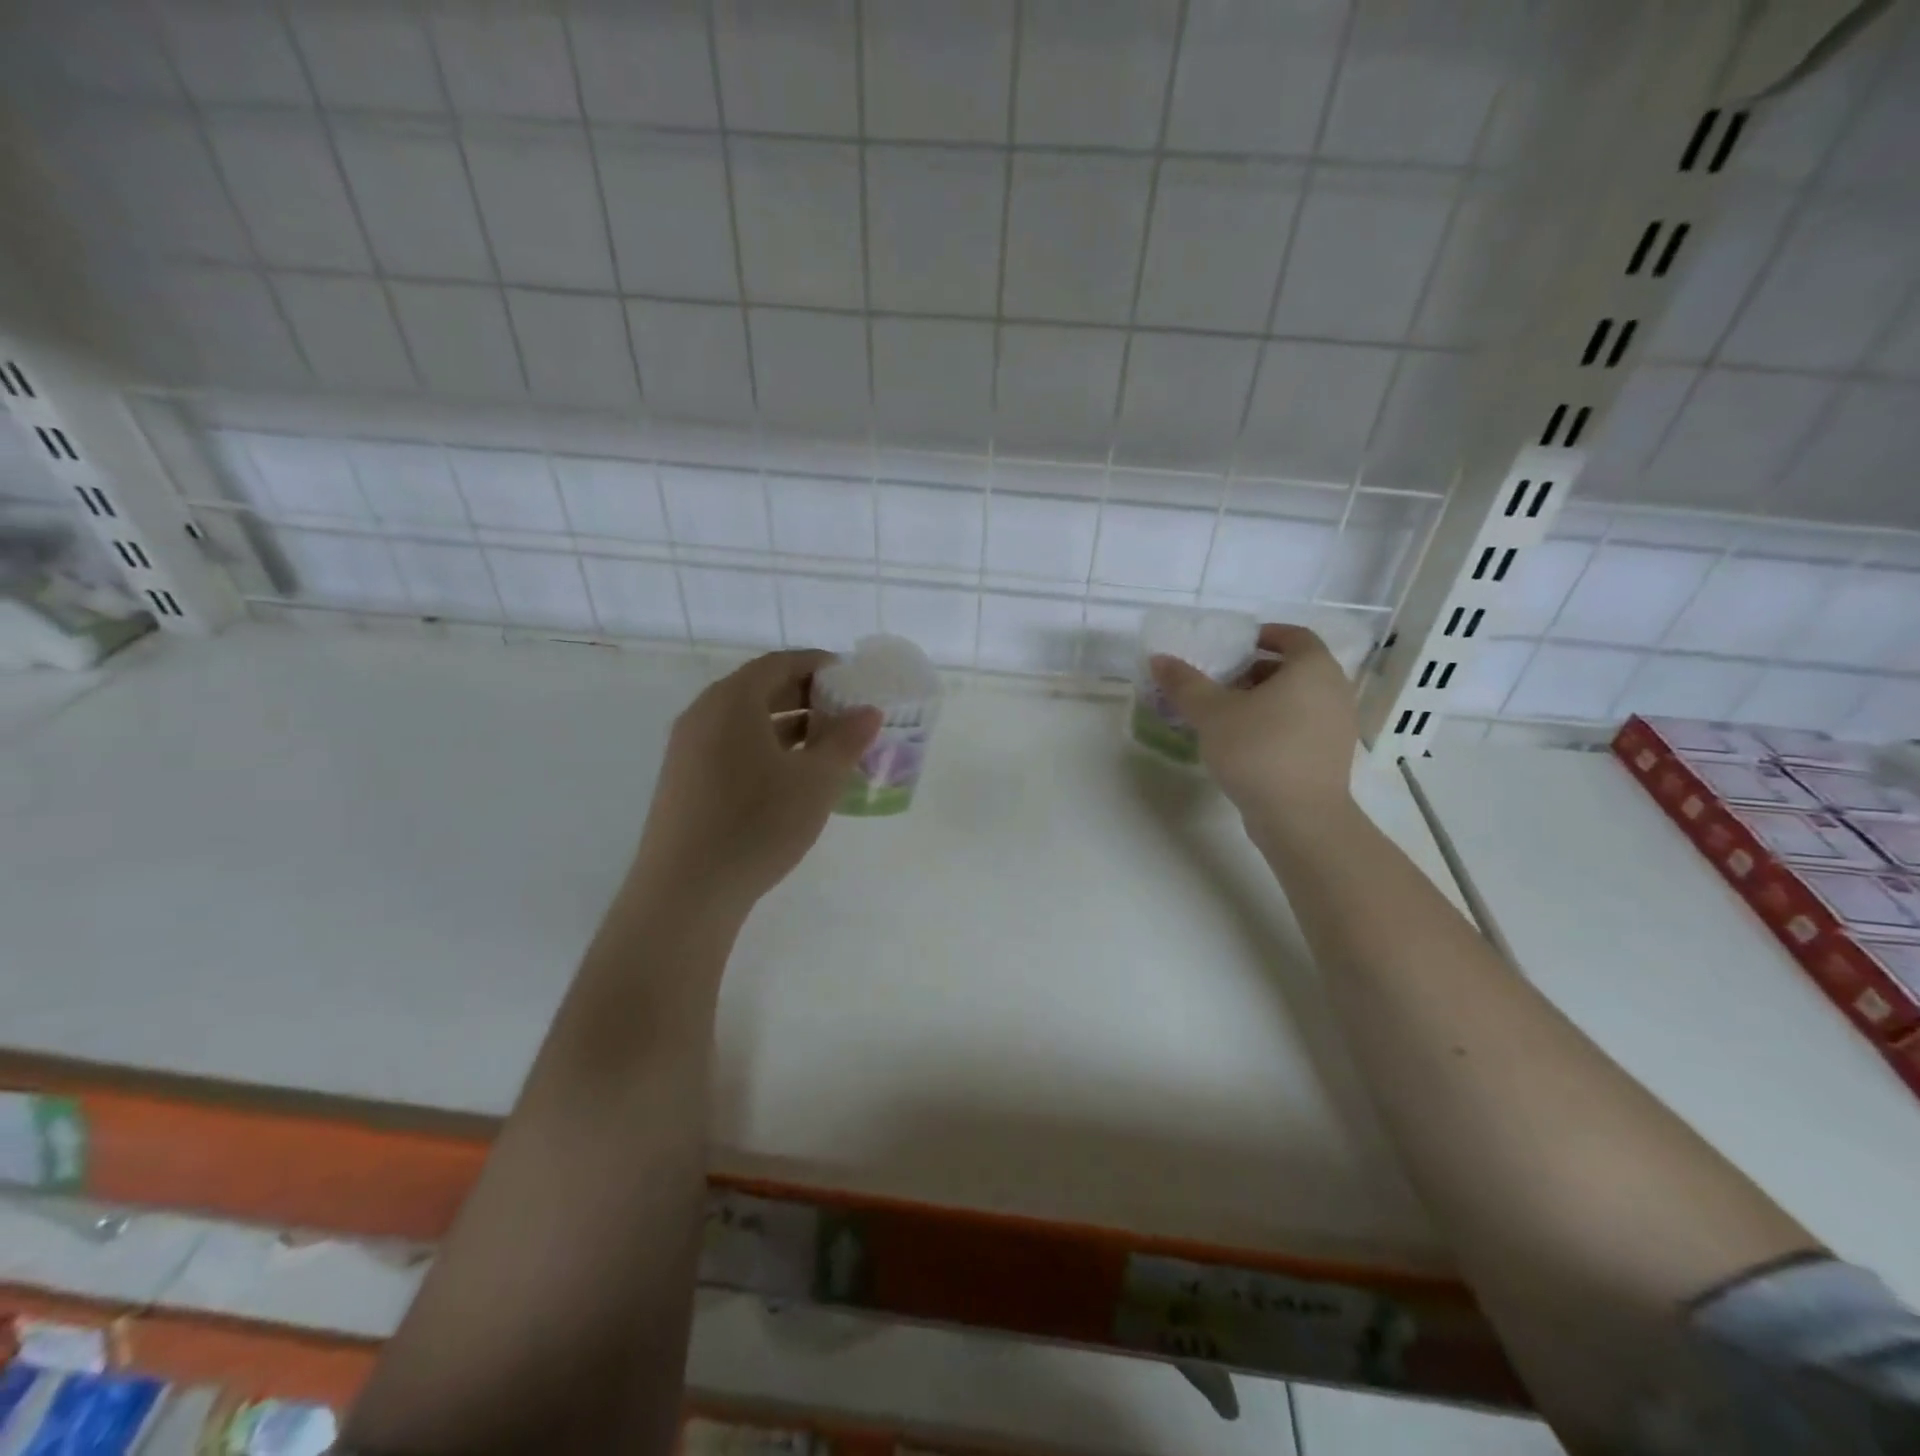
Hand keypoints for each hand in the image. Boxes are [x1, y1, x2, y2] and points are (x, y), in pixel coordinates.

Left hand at [632, 650, 880, 915]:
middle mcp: (703, 714)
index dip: (817, 664)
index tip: (849, 677)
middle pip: (759, 689)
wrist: (686, 892)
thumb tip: (868, 711)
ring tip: (825, 745)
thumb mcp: (816, 781)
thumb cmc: (758, 824)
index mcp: (732, 701)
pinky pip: (730, 746)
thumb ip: (846, 740)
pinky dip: (764, 747)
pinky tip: (790, 777)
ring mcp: (687, 749)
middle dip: (805, 695)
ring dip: (786, 724)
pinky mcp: (683, 781)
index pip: (779, 663)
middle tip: (843, 711)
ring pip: (744, 721)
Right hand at [1150, 623, 1357, 830]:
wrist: (1300, 818)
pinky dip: (1277, 723)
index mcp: (1313, 668)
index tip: (1235, 646)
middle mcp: (1335, 690)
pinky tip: (1246, 743)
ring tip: (1228, 714)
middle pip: (1295, 668)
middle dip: (1258, 670)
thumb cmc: (1258, 751)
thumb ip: (1185, 683)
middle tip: (1222, 681)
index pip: (1294, 635)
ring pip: (1300, 698)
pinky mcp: (1331, 755)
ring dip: (1266, 699)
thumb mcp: (1212, 713)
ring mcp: (1338, 725)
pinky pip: (1303, 724)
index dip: (1265, 635)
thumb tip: (1159, 659)